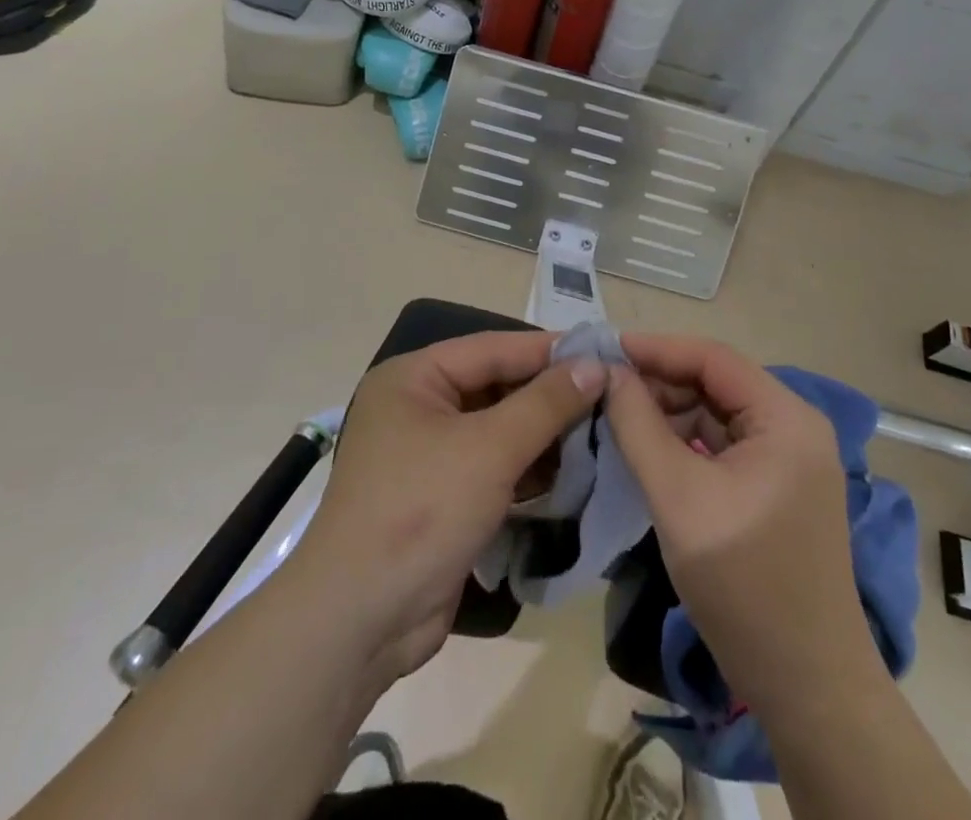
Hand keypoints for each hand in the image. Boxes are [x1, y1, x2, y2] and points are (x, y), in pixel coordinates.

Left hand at [284, 331, 606, 685]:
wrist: (359, 622)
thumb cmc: (420, 512)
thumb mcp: (489, 449)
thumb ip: (545, 403)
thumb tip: (595, 365)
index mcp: (414, 378)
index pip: (493, 348)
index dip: (549, 350)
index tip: (604, 351)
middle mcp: (418, 406)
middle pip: (496, 386)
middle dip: (550, 394)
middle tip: (610, 394)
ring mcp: (429, 454)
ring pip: (498, 428)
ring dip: (544, 433)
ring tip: (603, 430)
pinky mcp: (443, 496)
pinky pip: (494, 466)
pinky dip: (528, 467)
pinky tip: (573, 471)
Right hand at [604, 333, 869, 712]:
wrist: (807, 687)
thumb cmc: (745, 586)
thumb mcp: (679, 498)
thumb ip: (638, 426)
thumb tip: (608, 372)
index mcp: (785, 418)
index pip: (712, 358)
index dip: (655, 348)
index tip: (603, 349)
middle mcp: (793, 425)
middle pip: (714, 382)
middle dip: (658, 381)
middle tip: (602, 387)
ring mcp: (786, 457)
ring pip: (714, 412)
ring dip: (667, 411)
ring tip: (614, 414)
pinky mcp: (774, 485)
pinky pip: (721, 444)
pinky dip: (682, 440)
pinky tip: (645, 447)